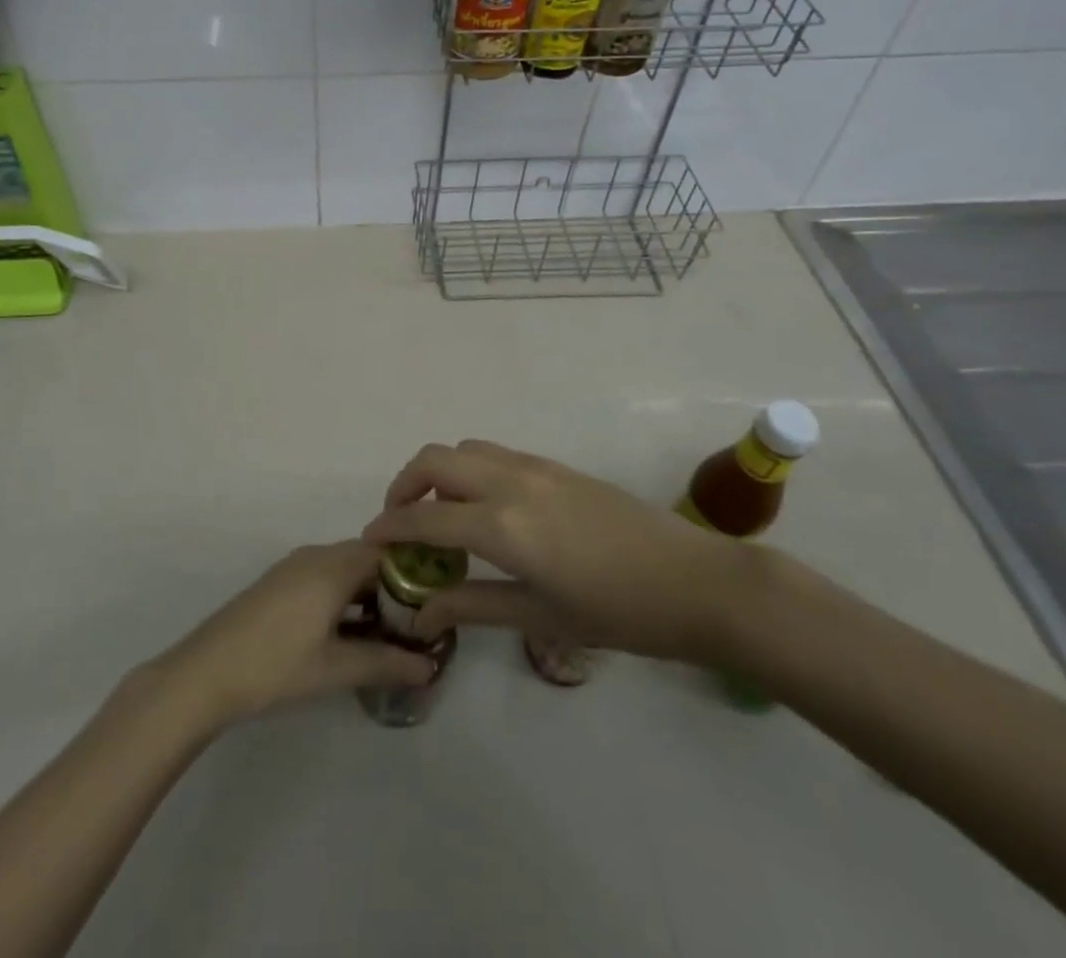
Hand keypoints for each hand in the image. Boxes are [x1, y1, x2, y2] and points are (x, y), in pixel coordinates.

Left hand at [153, 542, 434, 725]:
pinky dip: (344, 599)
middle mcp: (315, 556)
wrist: (205, 673)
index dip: (414, 571)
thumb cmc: (275, 665)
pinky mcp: (278, 585)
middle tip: (419, 623)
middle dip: (394, 587)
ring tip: (392, 633)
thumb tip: (429, 666)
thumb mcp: (335, 668)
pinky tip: (352, 633)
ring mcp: (293, 569)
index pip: (386, 551)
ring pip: (344, 571)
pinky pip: (324, 580)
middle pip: (366, 559)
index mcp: (332, 565)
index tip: (436, 600)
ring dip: (368, 595)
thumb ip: (385, 662)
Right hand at [361, 440, 755, 664]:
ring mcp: (534, 466)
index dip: (390, 527)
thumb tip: (421, 611)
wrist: (695, 582)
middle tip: (401, 522)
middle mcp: (510, 482)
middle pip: (435, 460)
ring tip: (440, 514)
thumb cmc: (617, 613)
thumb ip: (473, 606)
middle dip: (405, 485)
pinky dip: (469, 470)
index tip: (369, 540)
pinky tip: (484, 508)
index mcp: (502, 524)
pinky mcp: (554, 465)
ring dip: (439, 473)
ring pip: (464, 449)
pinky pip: (493, 453)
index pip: (425, 517)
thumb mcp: (540, 617)